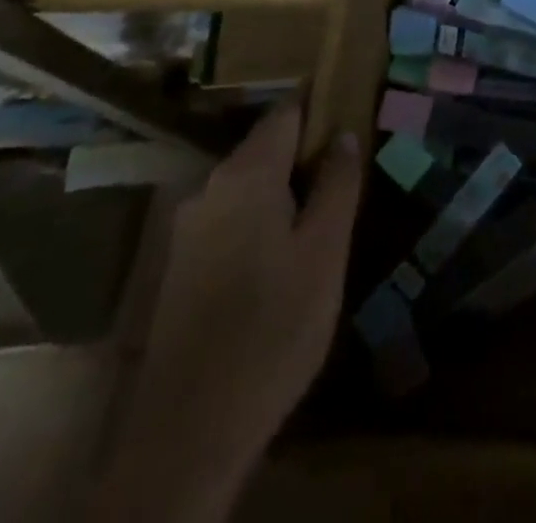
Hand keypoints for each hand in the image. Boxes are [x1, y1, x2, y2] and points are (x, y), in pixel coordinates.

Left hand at [92, 104, 361, 522]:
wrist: (187, 433)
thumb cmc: (272, 329)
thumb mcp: (325, 252)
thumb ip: (338, 184)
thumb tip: (345, 133)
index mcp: (246, 174)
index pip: (288, 110)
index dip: (322, 102)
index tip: (355, 105)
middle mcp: (209, 187)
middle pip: (267, 146)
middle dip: (308, 149)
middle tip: (349, 171)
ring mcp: (189, 228)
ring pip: (249, 185)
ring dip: (285, 187)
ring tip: (323, 213)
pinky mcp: (181, 265)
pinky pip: (231, 217)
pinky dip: (262, 217)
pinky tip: (284, 253)